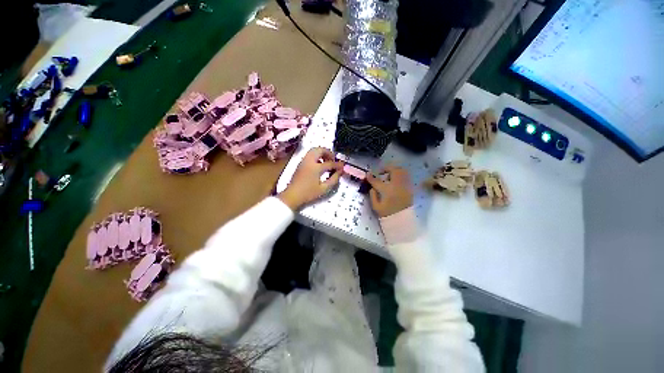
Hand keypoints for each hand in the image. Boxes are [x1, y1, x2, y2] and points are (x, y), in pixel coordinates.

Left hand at [279, 147, 343, 210]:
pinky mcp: (300, 163)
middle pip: (320, 150)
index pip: (330, 163)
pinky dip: (316, 155)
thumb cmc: (308, 193)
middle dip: (328, 153)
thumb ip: (333, 179)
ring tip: (327, 161)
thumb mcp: (324, 189)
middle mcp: (309, 161)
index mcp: (315, 167)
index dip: (337, 165)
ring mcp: (304, 161)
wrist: (292, 196)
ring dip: (322, 153)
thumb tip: (339, 172)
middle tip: (333, 160)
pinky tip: (319, 164)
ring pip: (314, 150)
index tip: (342, 166)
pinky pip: (310, 154)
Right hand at [366, 166, 412, 216]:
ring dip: (394, 171)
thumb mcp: (376, 207)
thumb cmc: (388, 214)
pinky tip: (395, 181)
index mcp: (387, 190)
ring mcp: (405, 186)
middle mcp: (398, 185)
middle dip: (386, 168)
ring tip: (389, 176)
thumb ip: (373, 195)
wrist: (402, 221)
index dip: (371, 177)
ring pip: (402, 171)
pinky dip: (400, 175)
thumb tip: (372, 187)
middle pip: (393, 170)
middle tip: (381, 173)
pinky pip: (406, 177)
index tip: (368, 174)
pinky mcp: (410, 188)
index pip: (377, 181)